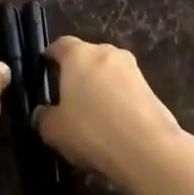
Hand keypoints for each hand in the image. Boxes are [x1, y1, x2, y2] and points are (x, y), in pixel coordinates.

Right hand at [35, 36, 190, 191]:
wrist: (148, 149)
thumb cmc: (91, 130)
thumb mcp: (54, 131)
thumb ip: (43, 117)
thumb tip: (41, 112)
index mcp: (78, 54)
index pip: (60, 45)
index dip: (51, 56)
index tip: (45, 68)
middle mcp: (106, 53)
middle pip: (87, 56)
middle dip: (78, 72)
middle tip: (68, 96)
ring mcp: (132, 69)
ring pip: (109, 73)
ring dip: (100, 87)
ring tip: (92, 113)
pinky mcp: (152, 89)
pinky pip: (126, 90)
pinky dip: (118, 101)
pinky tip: (113, 125)